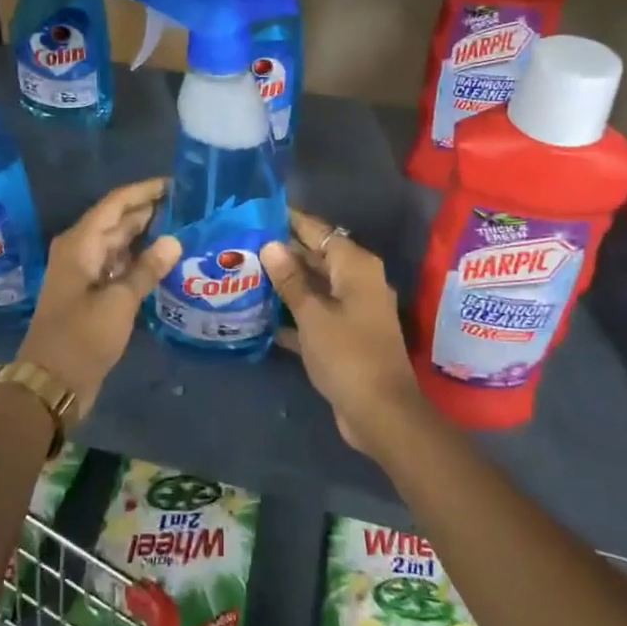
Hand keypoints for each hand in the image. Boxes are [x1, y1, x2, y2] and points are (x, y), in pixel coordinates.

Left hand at [18, 177, 180, 420]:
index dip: (144, 191)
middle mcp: (81, 251)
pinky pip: (118, 265)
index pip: (115, 204)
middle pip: (117, 221)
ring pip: (119, 243)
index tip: (175, 184)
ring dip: (146, 235)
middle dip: (149, 211)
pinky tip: (164, 261)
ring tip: (183, 227)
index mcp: (80, 244)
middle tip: (188, 206)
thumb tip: (173, 240)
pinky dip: (139, 260)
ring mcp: (85, 273)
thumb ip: (146, 270)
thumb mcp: (119, 303)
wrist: (51, 383)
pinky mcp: (92, 294)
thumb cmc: (82, 338)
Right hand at [262, 209, 425, 456]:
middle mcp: (358, 282)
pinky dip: (294, 314)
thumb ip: (290, 280)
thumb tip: (271, 245)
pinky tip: (261, 316)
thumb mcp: (313, 315)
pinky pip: (316, 314)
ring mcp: (354, 311)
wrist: (381, 413)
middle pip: (318, 258)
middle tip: (245, 244)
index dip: (292, 221)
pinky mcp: (346, 337)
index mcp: (356, 267)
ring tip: (247, 273)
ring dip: (286, 284)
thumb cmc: (347, 355)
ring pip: (315, 287)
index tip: (260, 212)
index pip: (320, 232)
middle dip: (284, 253)